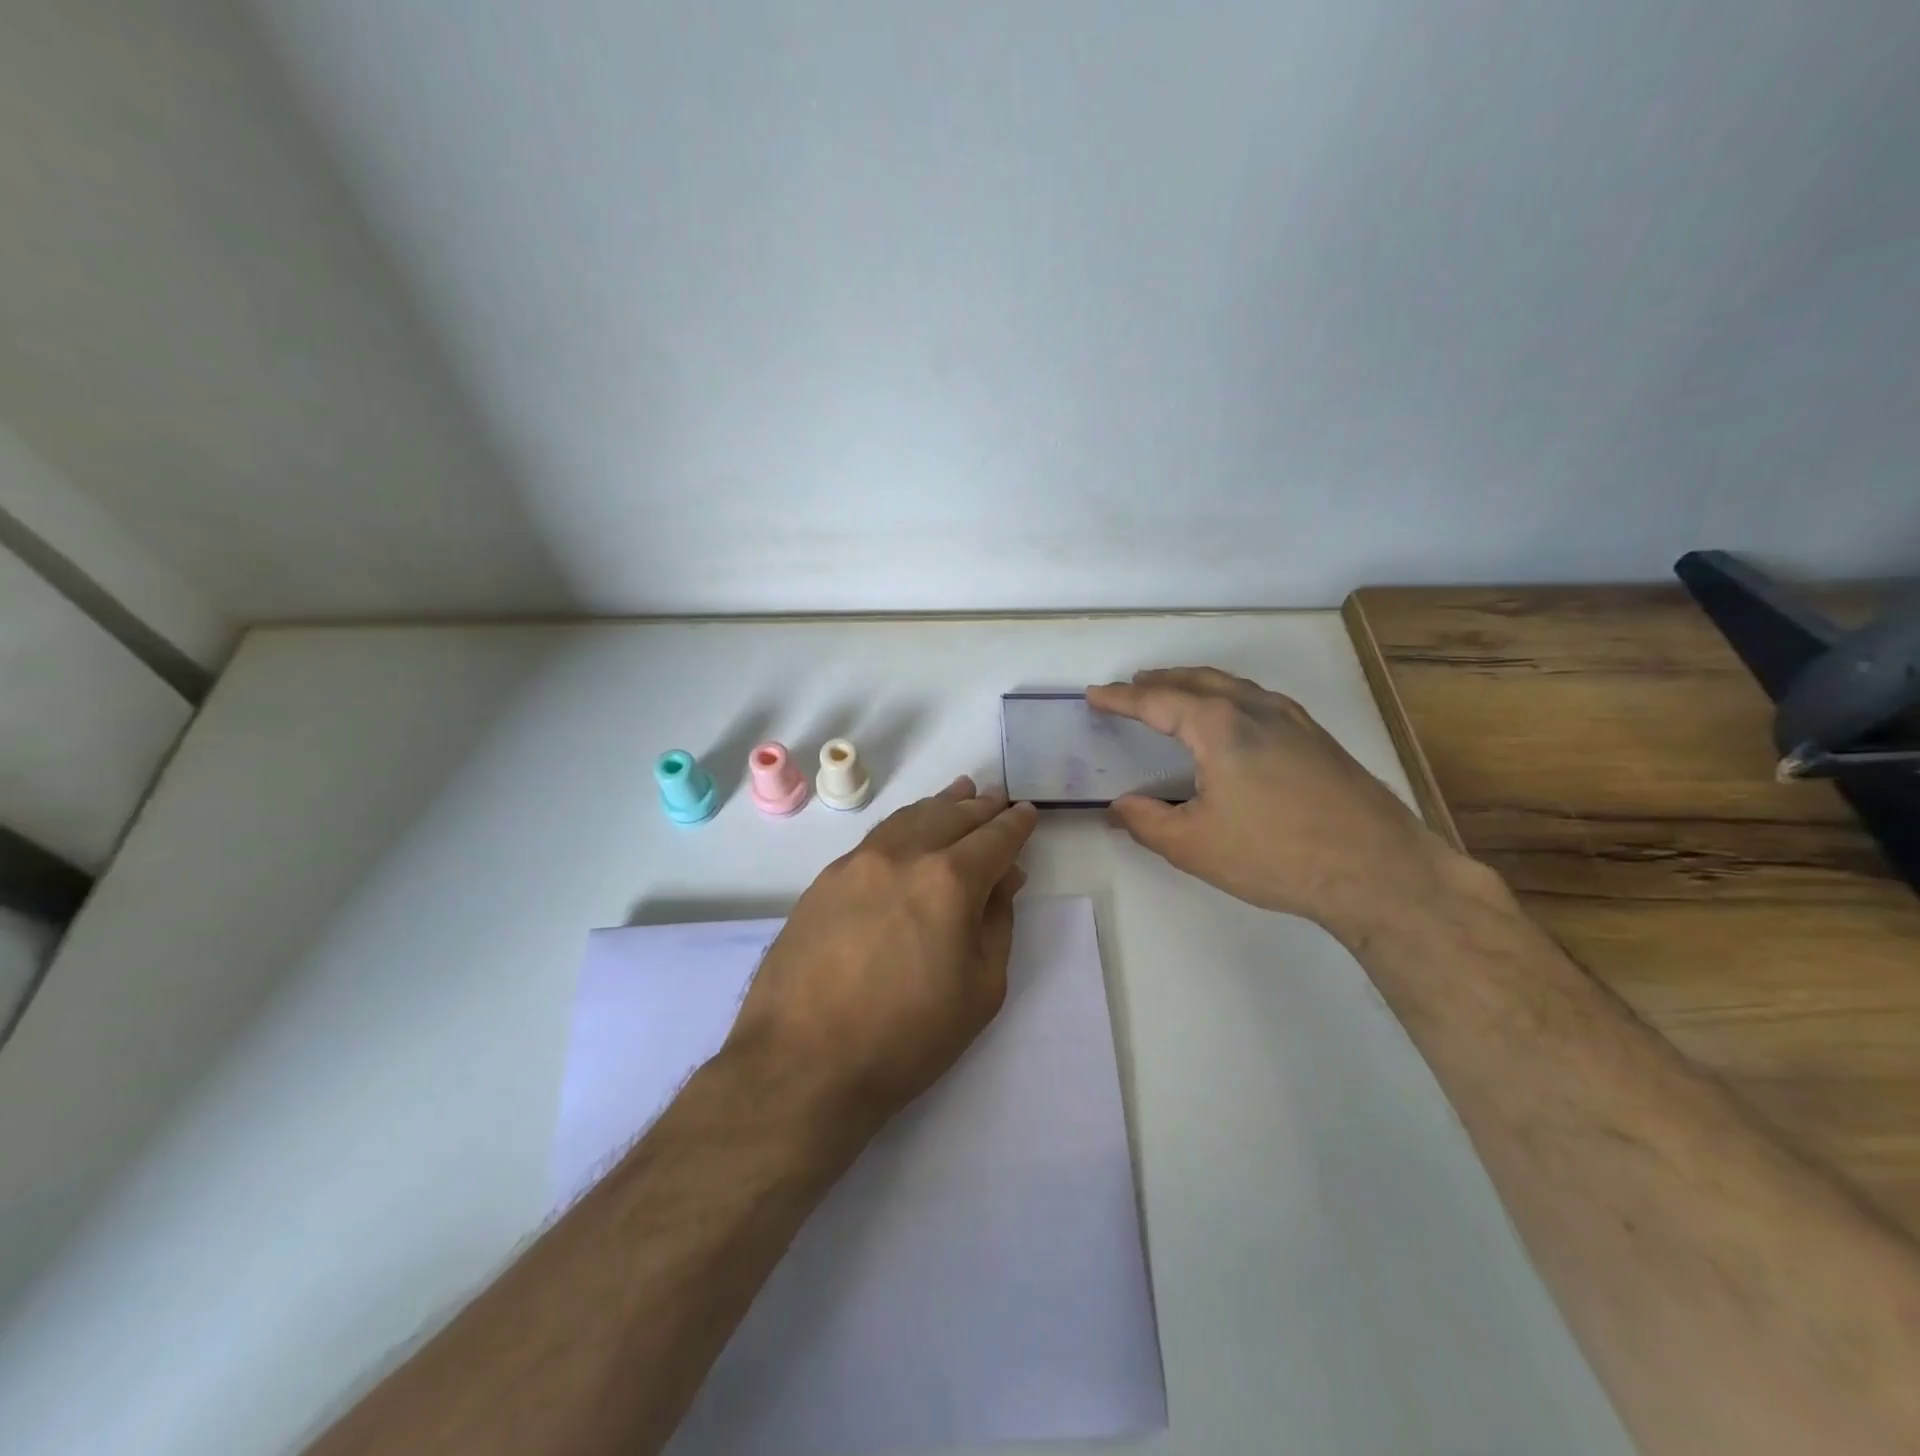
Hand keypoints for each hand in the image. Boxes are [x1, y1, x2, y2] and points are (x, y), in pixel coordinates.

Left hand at [725, 777, 1038, 1137]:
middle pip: (951, 817)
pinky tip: (910, 828)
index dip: (1015, 825)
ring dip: (941, 805)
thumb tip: (1003, 879)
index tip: (1026, 814)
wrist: (802, 1063)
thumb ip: (997, 923)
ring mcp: (857, 863)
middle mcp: (903, 856)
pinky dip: (904, 824)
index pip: (994, 839)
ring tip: (960, 794)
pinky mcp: (825, 879)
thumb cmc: (906, 1038)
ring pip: (910, 818)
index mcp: (949, 881)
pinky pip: (877, 837)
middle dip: (981, 807)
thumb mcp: (981, 990)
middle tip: (998, 798)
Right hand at [1087, 668, 1466, 940]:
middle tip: (1132, 686)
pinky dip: (1230, 697)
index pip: (1157, 701)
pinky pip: (1259, 701)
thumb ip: (1145, 822)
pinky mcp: (1318, 738)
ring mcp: (1294, 720)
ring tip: (1175, 693)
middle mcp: (1256, 709)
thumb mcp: (1194, 845)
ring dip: (1196, 684)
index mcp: (1220, 726)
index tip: (1095, 695)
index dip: (1121, 699)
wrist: (1379, 872)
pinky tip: (1232, 719)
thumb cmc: (1276, 855)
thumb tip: (1118, 807)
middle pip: (1198, 681)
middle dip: (1160, 681)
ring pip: (1233, 686)